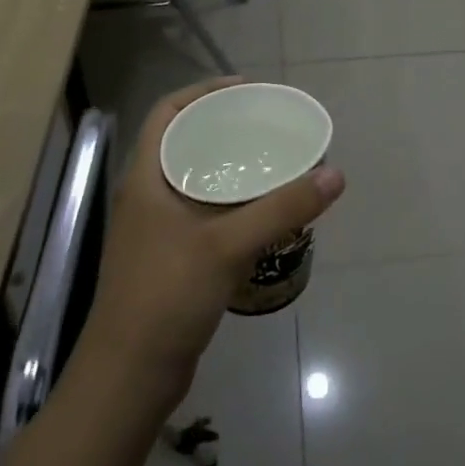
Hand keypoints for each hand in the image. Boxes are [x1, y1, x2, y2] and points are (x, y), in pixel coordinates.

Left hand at [82, 78, 345, 411]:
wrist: (130, 376)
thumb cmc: (166, 295)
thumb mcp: (227, 245)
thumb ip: (282, 208)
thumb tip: (334, 174)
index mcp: (146, 177)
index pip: (168, 112)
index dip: (203, 91)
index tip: (248, 89)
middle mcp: (149, 195)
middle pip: (186, 142)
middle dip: (225, 126)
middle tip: (269, 123)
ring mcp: (158, 229)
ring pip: (197, 178)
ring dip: (231, 165)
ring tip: (274, 159)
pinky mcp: (172, 257)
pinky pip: (206, 211)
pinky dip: (233, 201)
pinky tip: (264, 210)